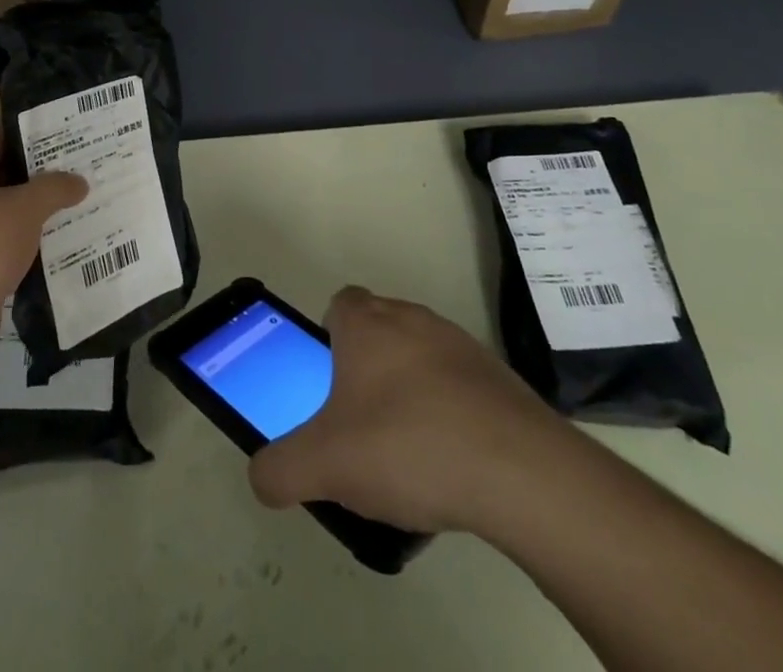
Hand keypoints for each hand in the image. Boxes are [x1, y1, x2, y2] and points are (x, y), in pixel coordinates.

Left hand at [0, 145, 86, 359]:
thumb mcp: (26, 207)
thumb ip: (54, 189)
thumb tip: (79, 181)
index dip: (7, 146)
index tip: (42, 150)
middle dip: (25, 186)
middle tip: (62, 183)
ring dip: (25, 224)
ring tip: (63, 218)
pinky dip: (20, 257)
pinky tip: (50, 257)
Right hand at [248, 287, 576, 537]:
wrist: (520, 472)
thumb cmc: (407, 446)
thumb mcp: (325, 466)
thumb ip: (280, 469)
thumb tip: (261, 477)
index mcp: (366, 323)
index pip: (338, 304)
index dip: (328, 337)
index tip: (328, 382)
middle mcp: (412, 318)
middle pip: (379, 328)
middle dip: (367, 366)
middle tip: (359, 422)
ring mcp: (460, 344)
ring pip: (421, 356)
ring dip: (411, 390)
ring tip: (408, 451)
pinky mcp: (500, 378)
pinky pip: (461, 386)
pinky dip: (451, 412)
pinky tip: (452, 463)